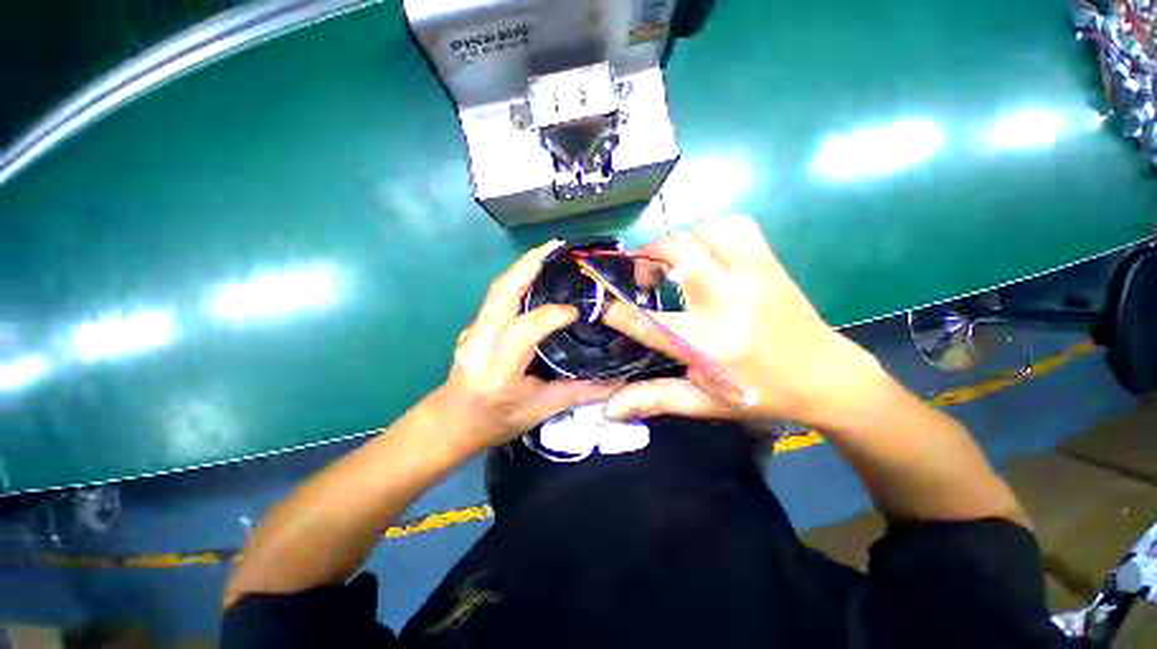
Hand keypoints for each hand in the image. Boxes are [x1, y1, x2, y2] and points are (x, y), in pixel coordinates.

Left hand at [434, 240, 620, 453]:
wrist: (449, 423)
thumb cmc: (493, 423)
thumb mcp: (537, 412)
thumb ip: (577, 393)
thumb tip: (617, 382)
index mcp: (497, 371)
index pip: (523, 331)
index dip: (551, 315)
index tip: (576, 311)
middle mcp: (478, 344)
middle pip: (501, 293)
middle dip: (530, 264)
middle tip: (559, 248)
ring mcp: (471, 331)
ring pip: (498, 290)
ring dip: (524, 267)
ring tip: (552, 254)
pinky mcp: (474, 326)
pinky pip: (498, 297)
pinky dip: (519, 280)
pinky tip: (538, 276)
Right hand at [602, 215, 881, 425]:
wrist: (826, 377)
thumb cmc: (760, 394)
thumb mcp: (703, 401)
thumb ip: (653, 399)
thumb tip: (607, 409)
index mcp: (708, 342)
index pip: (646, 320)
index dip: (616, 311)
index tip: (605, 307)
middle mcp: (727, 300)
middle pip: (675, 251)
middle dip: (646, 257)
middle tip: (644, 278)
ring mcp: (752, 275)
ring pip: (704, 230)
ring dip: (678, 242)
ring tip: (673, 265)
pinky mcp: (768, 263)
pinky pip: (736, 225)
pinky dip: (711, 231)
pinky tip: (706, 253)